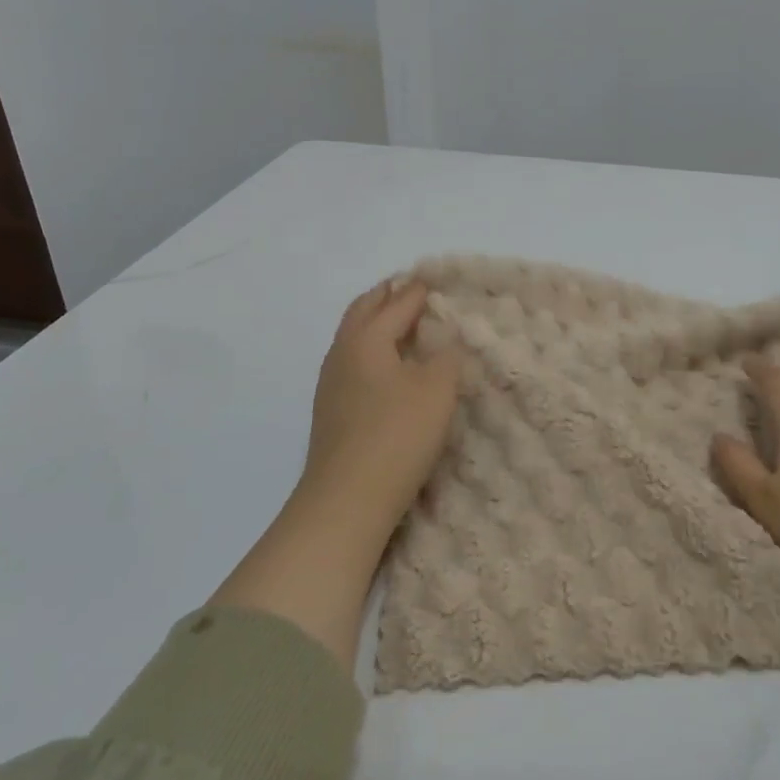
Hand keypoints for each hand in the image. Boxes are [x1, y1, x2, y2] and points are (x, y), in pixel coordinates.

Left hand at [297, 278, 462, 529]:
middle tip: (414, 290)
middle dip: (388, 296)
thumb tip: (446, 342)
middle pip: (364, 311)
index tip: (438, 278)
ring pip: (355, 338)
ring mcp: (332, 384)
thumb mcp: (437, 390)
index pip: (397, 302)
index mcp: (366, 339)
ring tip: (405, 324)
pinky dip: (374, 350)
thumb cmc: (396, 435)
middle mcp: (342, 353)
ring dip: (377, 323)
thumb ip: (447, 357)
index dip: (419, 289)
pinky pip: (355, 363)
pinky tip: (390, 368)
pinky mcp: (333, 411)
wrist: (346, 500)